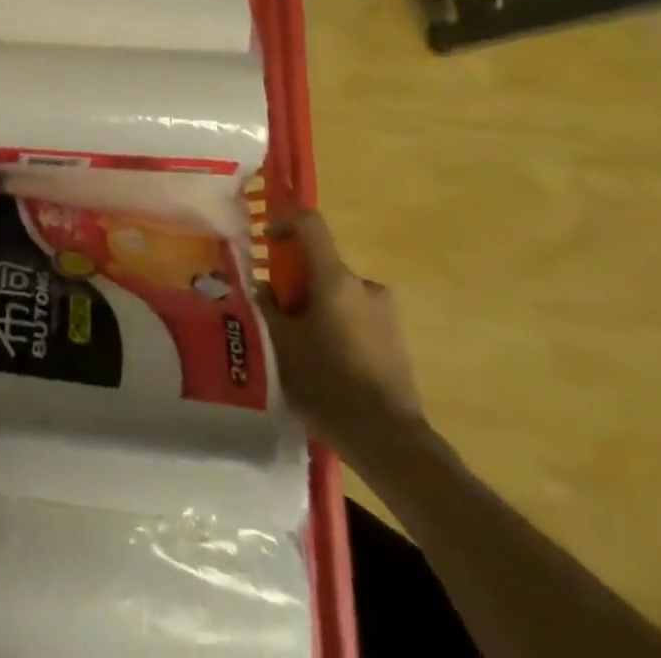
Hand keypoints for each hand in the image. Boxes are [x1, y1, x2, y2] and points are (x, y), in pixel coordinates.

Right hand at [259, 211, 427, 467]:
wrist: (390, 441)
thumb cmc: (328, 384)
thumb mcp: (281, 345)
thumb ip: (268, 308)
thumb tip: (263, 286)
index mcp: (335, 278)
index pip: (310, 223)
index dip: (286, 219)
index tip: (267, 236)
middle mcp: (364, 285)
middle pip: (323, 265)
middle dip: (297, 281)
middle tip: (277, 313)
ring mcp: (386, 313)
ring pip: (339, 295)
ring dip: (318, 308)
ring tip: (301, 348)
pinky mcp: (397, 340)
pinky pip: (357, 318)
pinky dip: (338, 328)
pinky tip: (327, 367)